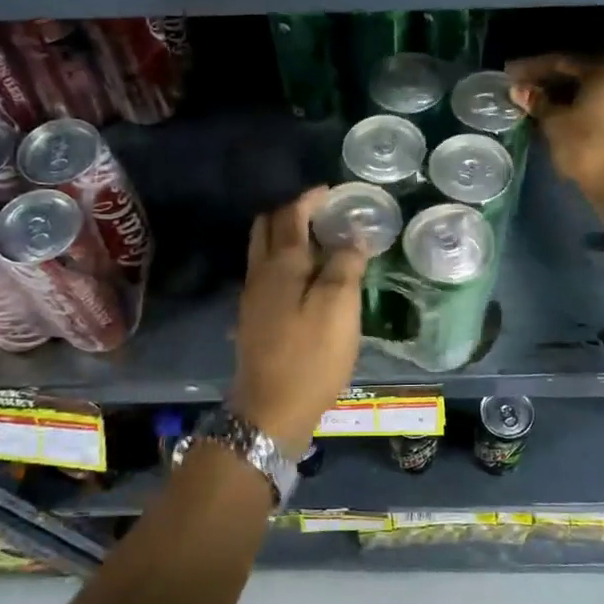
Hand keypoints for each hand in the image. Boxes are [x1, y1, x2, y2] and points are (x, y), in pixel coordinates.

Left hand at [229, 187, 365, 457]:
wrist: (270, 411)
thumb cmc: (310, 356)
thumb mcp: (339, 308)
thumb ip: (345, 265)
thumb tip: (351, 235)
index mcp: (282, 264)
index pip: (291, 215)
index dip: (310, 199)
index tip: (331, 192)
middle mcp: (260, 273)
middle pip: (267, 227)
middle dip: (292, 213)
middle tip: (322, 215)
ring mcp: (252, 297)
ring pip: (263, 251)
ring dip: (285, 237)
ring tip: (319, 244)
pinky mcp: (253, 319)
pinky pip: (266, 274)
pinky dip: (283, 262)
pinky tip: (305, 280)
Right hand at [508, 54, 603, 219]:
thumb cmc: (591, 148)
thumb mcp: (557, 125)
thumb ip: (538, 103)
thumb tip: (519, 90)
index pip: (561, 61)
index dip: (531, 69)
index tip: (508, 74)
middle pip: (578, 72)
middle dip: (548, 80)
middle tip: (521, 86)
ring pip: (590, 87)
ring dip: (563, 93)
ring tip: (535, 100)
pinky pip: (601, 99)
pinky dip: (579, 103)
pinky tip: (558, 110)